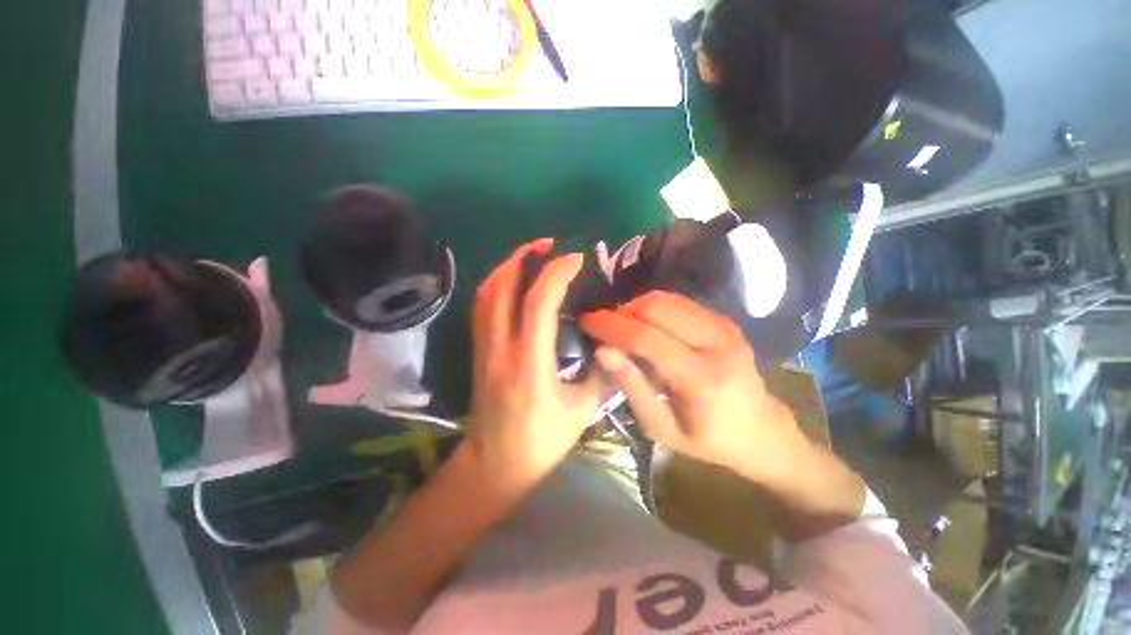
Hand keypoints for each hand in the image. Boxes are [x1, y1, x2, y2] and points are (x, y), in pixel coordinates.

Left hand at [463, 238, 600, 490]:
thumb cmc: (541, 442)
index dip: (556, 274)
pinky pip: (482, 307)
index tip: (576, 259)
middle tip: (548, 244)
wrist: (494, 464)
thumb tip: (612, 341)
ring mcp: (484, 349)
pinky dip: (496, 285)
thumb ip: (600, 373)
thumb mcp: (582, 411)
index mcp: (531, 365)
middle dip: (524, 257)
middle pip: (503, 288)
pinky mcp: (478, 351)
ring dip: (507, 267)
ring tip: (530, 254)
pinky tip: (512, 280)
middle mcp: (502, 350)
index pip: (538, 304)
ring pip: (487, 294)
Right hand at [578, 291, 807, 486]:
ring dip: (636, 307)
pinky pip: (678, 302)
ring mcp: (724, 327)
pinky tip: (645, 326)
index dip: (610, 326)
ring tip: (622, 327)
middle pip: (656, 308)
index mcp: (701, 378)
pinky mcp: (724, 320)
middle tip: (604, 327)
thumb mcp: (661, 428)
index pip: (646, 337)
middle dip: (621, 312)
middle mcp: (716, 343)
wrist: (763, 432)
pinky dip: (653, 308)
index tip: (586, 321)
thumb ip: (632, 386)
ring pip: (666, 299)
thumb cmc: (708, 440)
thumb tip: (602, 351)